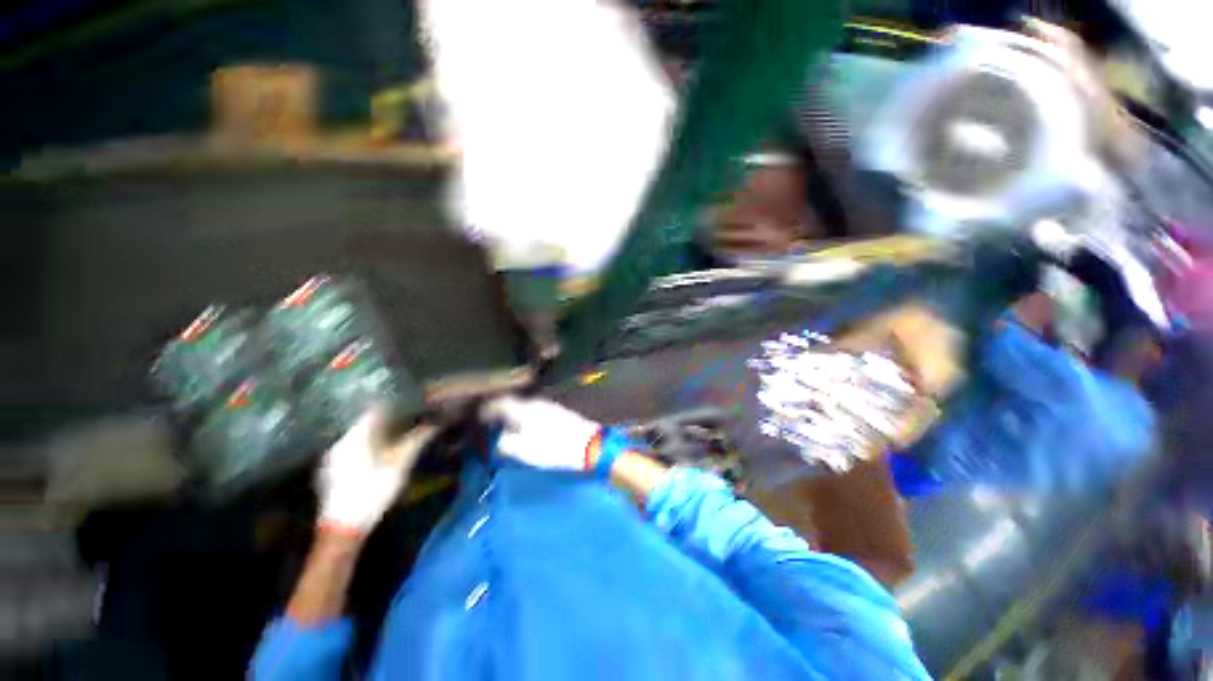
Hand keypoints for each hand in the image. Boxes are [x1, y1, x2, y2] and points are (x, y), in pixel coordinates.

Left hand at [317, 407, 438, 532]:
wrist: (344, 526)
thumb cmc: (374, 489)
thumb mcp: (401, 463)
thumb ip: (418, 438)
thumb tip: (438, 421)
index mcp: (355, 434)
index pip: (374, 407)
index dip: (394, 401)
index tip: (411, 399)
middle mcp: (340, 440)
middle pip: (364, 419)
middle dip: (387, 414)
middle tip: (408, 412)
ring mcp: (333, 455)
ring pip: (357, 432)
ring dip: (376, 429)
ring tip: (397, 427)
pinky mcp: (331, 468)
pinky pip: (351, 445)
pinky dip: (366, 442)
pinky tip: (378, 448)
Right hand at [481, 396, 600, 470]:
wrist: (590, 445)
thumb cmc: (554, 448)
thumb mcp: (524, 450)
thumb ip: (506, 442)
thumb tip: (501, 437)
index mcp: (525, 409)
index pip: (501, 402)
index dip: (488, 409)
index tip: (480, 416)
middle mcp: (537, 403)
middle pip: (514, 404)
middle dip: (502, 413)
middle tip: (493, 424)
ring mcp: (550, 406)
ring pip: (527, 408)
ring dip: (517, 417)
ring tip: (510, 430)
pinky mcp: (561, 413)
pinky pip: (537, 413)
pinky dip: (529, 419)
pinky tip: (530, 430)